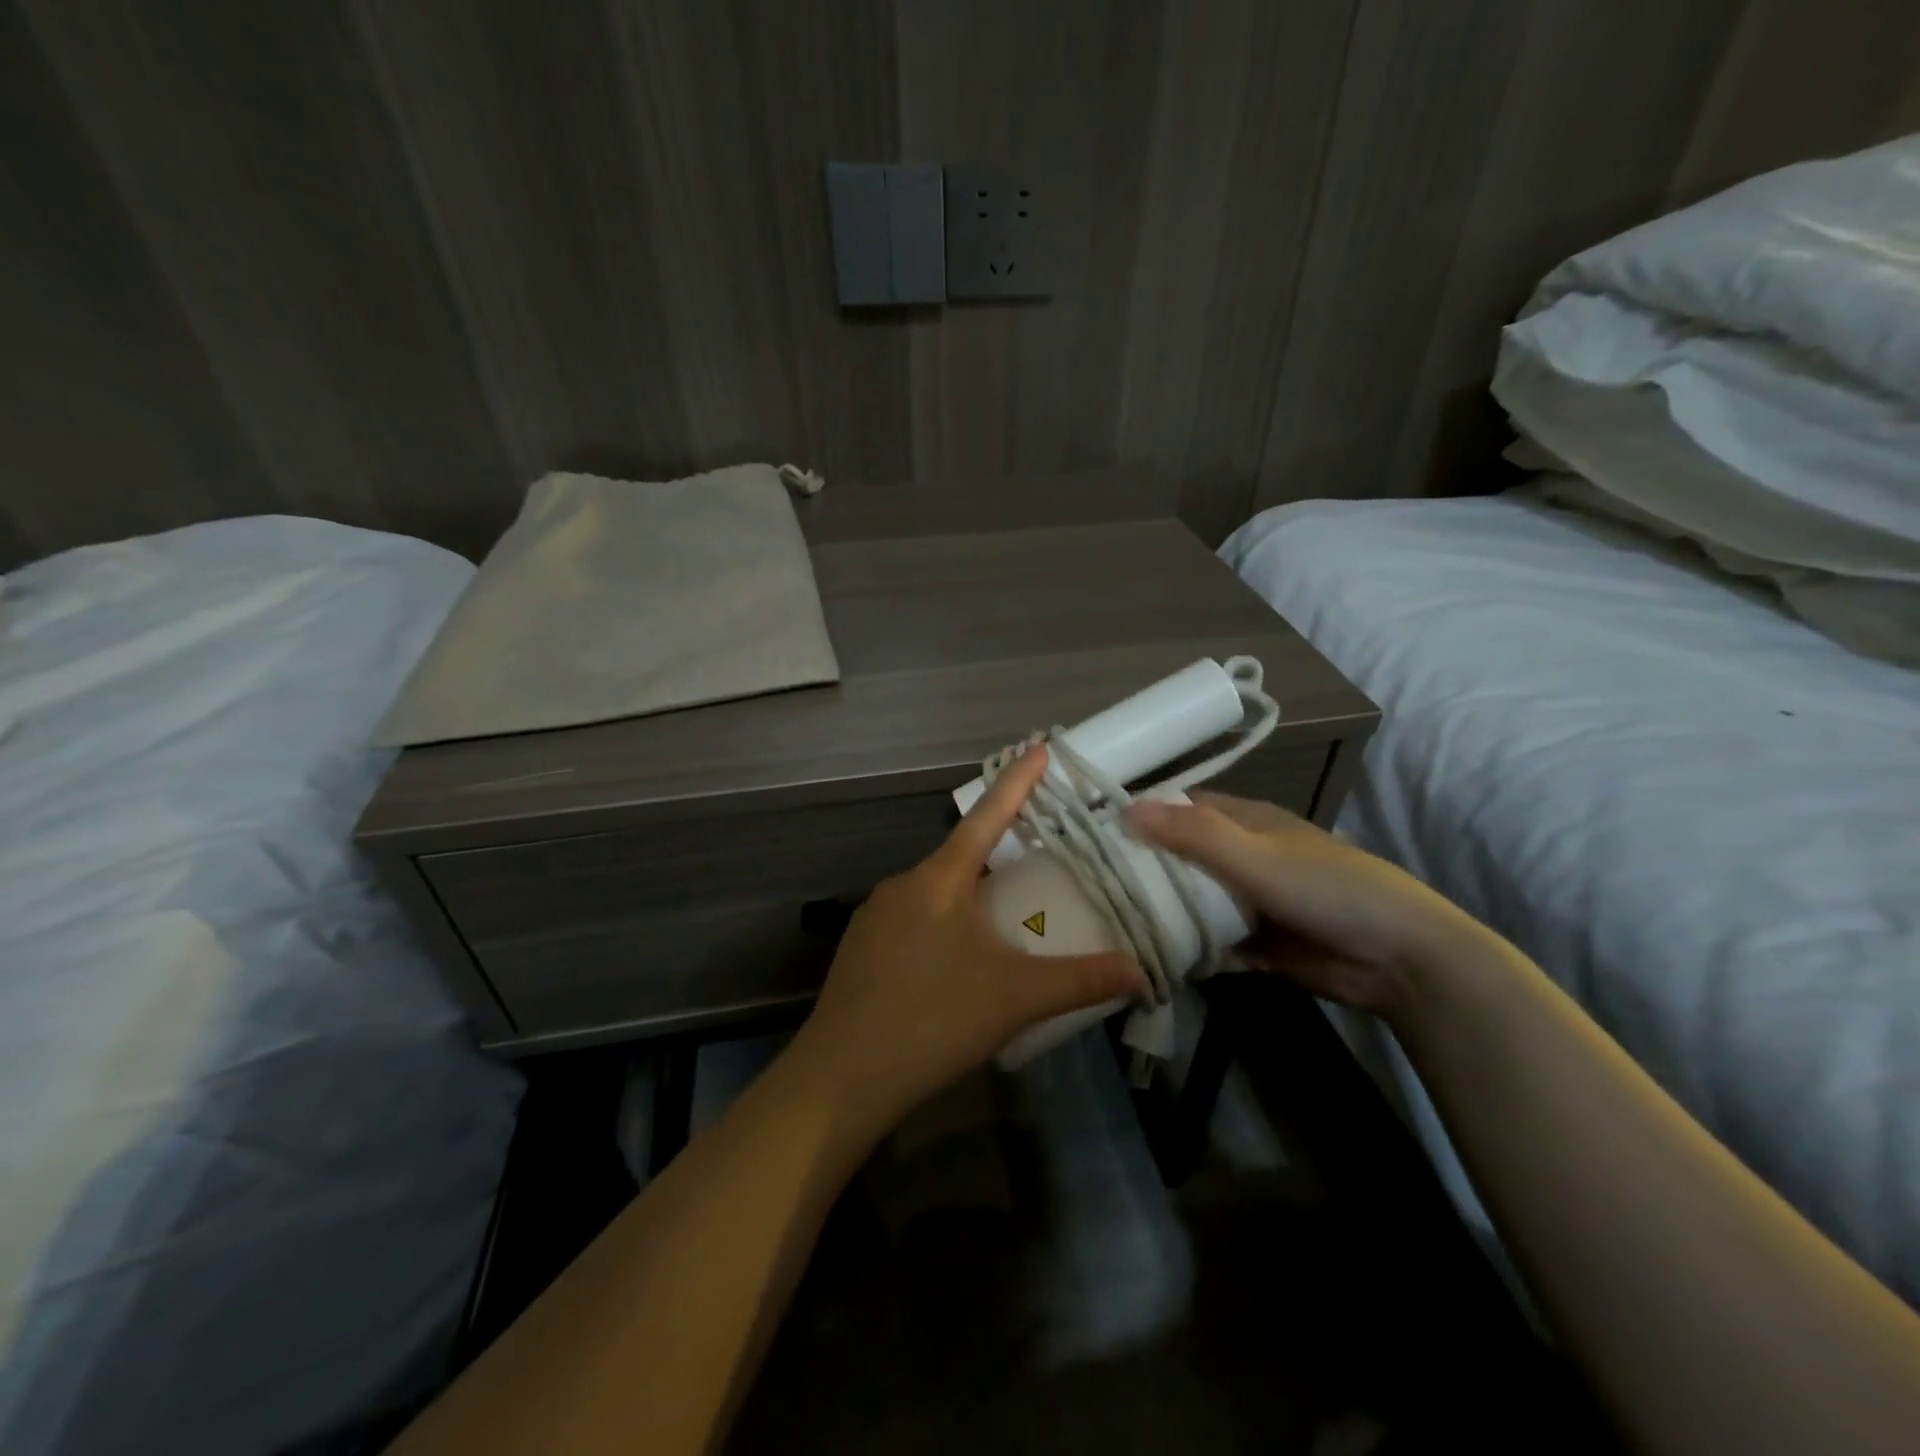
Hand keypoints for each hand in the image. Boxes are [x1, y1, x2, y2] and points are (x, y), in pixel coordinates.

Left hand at [789, 746, 1146, 1130]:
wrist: (842, 1075)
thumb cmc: (932, 1020)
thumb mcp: (1014, 998)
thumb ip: (1080, 980)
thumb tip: (1142, 973)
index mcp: (939, 881)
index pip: (987, 818)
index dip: (1017, 783)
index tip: (1038, 746)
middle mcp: (904, 885)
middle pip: (961, 856)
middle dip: (999, 853)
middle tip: (1038, 861)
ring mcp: (875, 916)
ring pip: (936, 891)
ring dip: (971, 896)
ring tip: (1005, 921)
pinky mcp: (861, 948)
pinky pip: (914, 919)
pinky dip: (944, 924)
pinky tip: (956, 962)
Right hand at [1127, 792, 1479, 1016]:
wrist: (1400, 960)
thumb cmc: (1328, 889)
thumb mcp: (1255, 856)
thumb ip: (1193, 834)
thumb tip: (1125, 810)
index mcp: (1246, 822)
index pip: (1182, 808)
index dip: (1142, 814)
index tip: (1095, 832)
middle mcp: (1244, 857)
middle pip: (1182, 857)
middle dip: (1145, 868)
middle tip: (1091, 884)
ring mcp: (1251, 902)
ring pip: (1194, 901)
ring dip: (1164, 910)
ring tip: (1108, 921)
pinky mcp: (1258, 943)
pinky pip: (1211, 940)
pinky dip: (1188, 947)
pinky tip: (1151, 956)